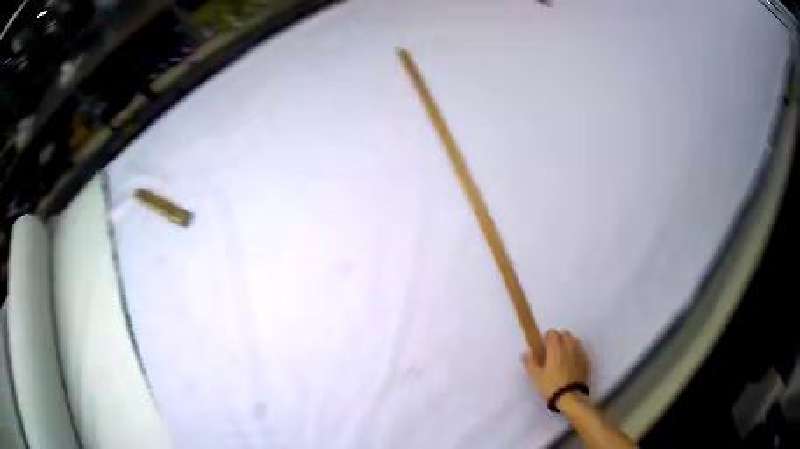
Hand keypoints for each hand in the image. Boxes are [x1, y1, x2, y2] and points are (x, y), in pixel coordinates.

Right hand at [522, 330, 589, 401]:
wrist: (571, 395)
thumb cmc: (551, 384)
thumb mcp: (536, 376)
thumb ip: (530, 362)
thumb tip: (526, 352)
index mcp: (556, 347)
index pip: (552, 332)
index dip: (547, 337)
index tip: (543, 346)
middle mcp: (569, 345)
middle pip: (564, 334)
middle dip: (558, 339)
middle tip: (552, 352)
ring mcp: (579, 351)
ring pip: (573, 340)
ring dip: (568, 343)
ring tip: (562, 356)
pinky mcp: (585, 359)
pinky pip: (580, 349)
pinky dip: (575, 352)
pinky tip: (571, 363)